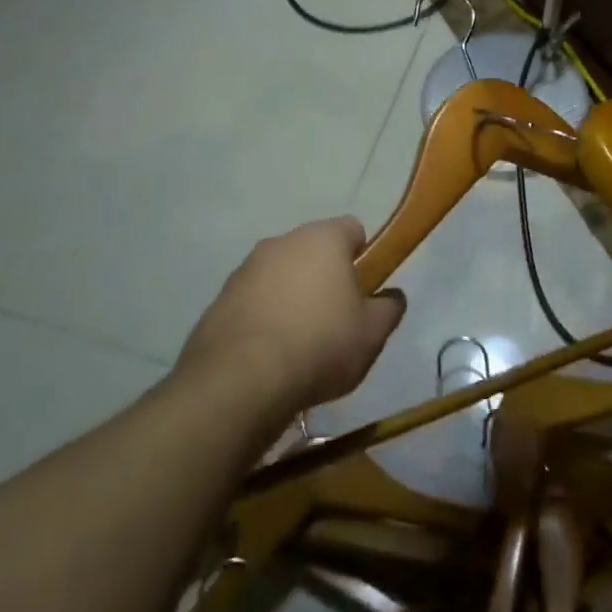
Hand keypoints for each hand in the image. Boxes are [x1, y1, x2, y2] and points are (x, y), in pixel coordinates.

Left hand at [175, 217, 405, 423]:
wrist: (239, 382)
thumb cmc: (319, 346)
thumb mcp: (372, 334)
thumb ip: (389, 308)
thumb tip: (393, 296)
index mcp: (322, 239)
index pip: (352, 229)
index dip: (363, 255)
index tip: (364, 289)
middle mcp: (282, 242)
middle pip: (313, 251)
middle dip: (324, 277)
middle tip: (335, 319)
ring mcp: (245, 269)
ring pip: (280, 275)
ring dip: (291, 297)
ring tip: (298, 344)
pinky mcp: (218, 300)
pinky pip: (252, 301)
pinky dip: (262, 318)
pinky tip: (267, 356)